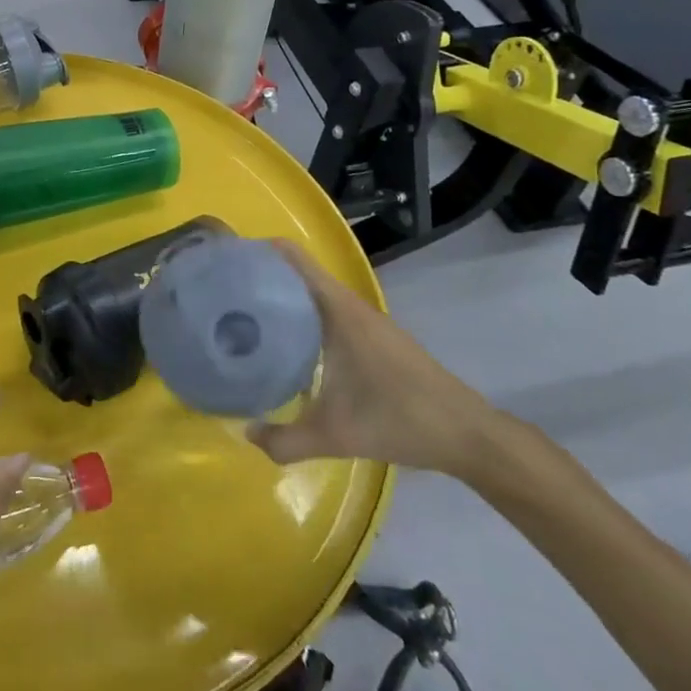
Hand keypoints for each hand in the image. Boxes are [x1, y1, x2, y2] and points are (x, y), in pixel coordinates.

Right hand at [246, 240, 499, 477]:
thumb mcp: (336, 435)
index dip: (258, 251)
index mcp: (338, 310)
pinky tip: (286, 343)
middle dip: (261, 275)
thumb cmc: (401, 420)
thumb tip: (246, 434)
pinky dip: (301, 313)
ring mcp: (363, 319)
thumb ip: (286, 440)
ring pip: (312, 292)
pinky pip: (325, 309)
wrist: (467, 434)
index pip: (292, 258)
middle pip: (296, 271)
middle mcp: (349, 304)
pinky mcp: (371, 335)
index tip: (224, 261)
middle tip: (222, 292)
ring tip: (244, 314)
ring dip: (281, 295)